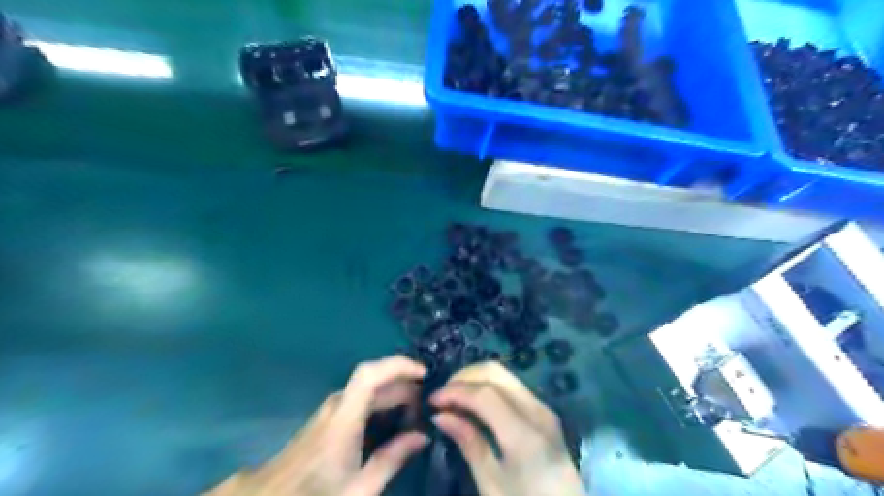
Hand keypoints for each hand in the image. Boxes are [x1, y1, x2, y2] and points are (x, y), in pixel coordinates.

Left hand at [203, 357, 431, 495]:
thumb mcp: (359, 490)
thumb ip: (391, 459)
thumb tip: (422, 436)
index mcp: (343, 419)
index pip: (370, 374)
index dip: (399, 366)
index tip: (425, 374)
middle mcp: (336, 406)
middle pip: (374, 380)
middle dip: (404, 384)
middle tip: (429, 403)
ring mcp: (329, 410)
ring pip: (367, 388)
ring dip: (393, 393)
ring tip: (416, 410)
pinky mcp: (327, 417)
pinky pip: (360, 398)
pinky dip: (381, 401)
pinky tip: (391, 419)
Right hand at [430, 360, 585, 494]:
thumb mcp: (491, 484)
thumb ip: (468, 443)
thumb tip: (440, 415)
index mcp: (524, 435)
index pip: (484, 394)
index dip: (455, 391)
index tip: (432, 400)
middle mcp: (537, 411)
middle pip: (495, 372)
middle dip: (464, 377)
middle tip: (443, 396)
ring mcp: (544, 408)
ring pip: (504, 374)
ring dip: (476, 379)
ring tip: (455, 398)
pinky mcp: (544, 411)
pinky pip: (511, 386)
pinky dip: (489, 386)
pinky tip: (475, 403)